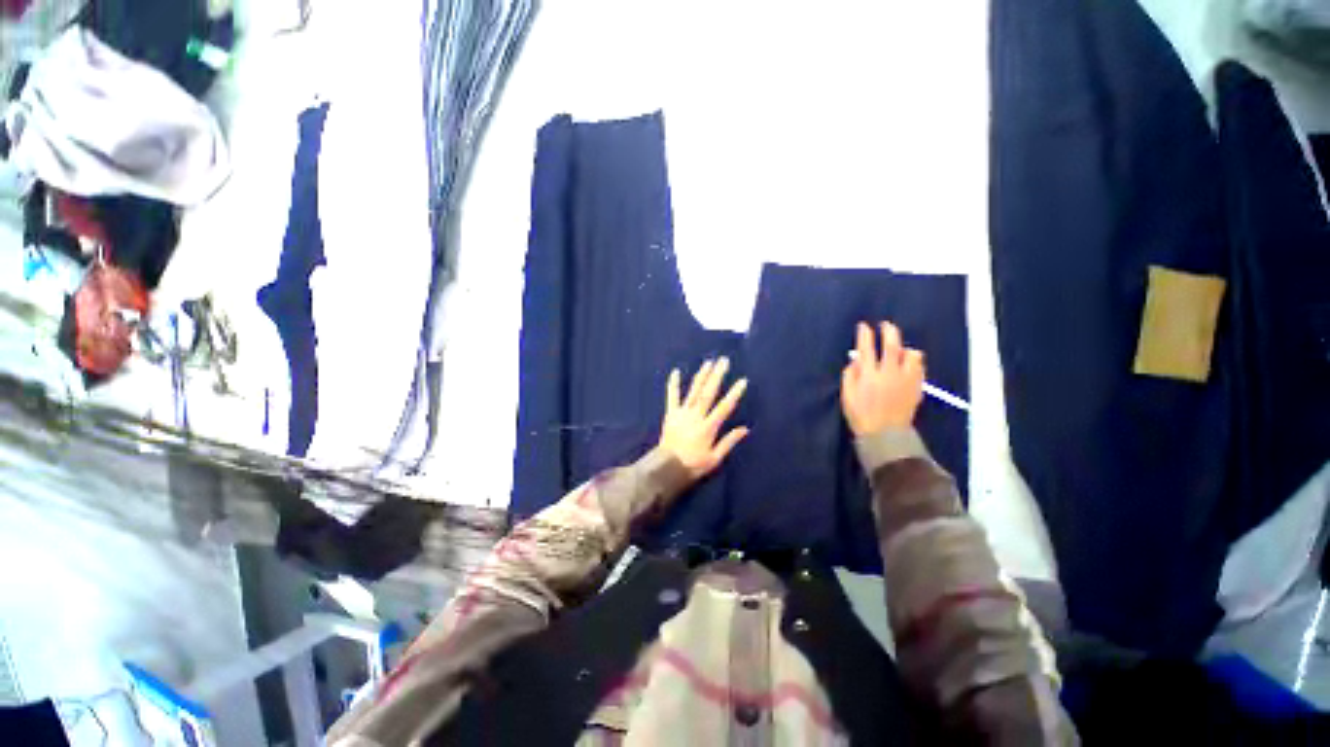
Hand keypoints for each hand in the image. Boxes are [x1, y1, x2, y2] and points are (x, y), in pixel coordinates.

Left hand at [659, 357, 749, 479]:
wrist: (667, 468)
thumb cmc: (693, 465)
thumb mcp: (714, 458)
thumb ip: (729, 442)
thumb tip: (745, 429)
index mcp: (708, 428)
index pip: (724, 407)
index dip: (734, 394)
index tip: (742, 381)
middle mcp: (695, 417)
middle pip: (708, 393)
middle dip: (717, 376)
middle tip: (724, 361)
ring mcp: (682, 413)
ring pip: (693, 391)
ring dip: (701, 376)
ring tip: (709, 362)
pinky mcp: (671, 414)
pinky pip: (672, 397)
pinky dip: (673, 384)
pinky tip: (676, 371)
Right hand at [841, 321, 925, 435]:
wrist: (885, 435)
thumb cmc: (861, 415)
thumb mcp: (847, 396)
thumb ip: (850, 376)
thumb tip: (856, 361)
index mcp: (869, 375)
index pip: (866, 349)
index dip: (865, 335)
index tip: (864, 326)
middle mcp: (889, 373)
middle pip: (892, 345)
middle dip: (888, 331)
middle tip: (886, 325)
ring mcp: (906, 380)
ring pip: (911, 355)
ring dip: (904, 349)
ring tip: (900, 350)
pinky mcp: (917, 387)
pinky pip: (919, 367)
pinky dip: (914, 362)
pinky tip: (908, 364)